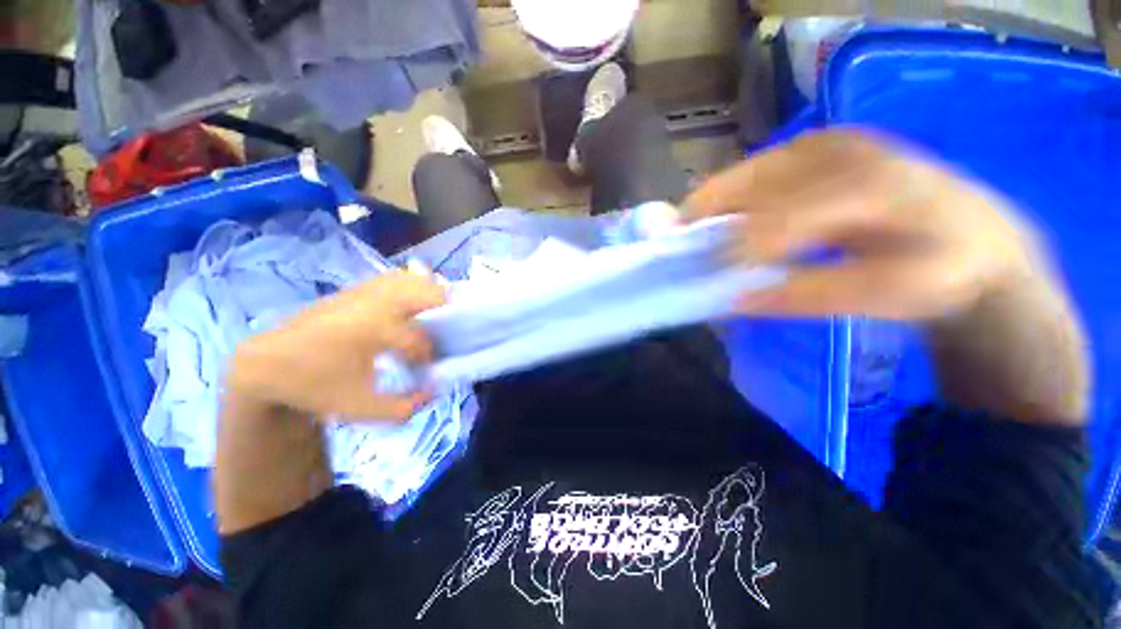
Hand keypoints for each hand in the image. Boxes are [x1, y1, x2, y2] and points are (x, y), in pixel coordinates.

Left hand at [226, 271, 445, 421]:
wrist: (266, 364)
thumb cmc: (313, 386)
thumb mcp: (358, 408)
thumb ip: (403, 407)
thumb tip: (434, 391)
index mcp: (375, 329)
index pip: (420, 339)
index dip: (427, 357)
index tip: (422, 370)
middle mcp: (375, 302)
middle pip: (429, 292)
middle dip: (446, 311)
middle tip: (447, 331)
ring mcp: (365, 291)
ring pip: (413, 279)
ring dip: (430, 295)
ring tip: (434, 315)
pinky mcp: (356, 289)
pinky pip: (396, 278)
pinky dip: (412, 286)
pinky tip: (410, 306)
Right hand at [686, 130, 1044, 319]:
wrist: (977, 235)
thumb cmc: (939, 270)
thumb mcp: (887, 295)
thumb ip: (809, 295)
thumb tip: (738, 299)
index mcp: (866, 187)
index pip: (781, 220)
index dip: (736, 249)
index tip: (705, 276)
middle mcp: (840, 152)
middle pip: (749, 184)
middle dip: (705, 218)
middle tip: (678, 249)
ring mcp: (828, 142)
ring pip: (747, 174)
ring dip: (712, 207)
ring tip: (691, 236)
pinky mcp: (821, 146)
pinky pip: (758, 171)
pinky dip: (731, 198)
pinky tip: (722, 221)